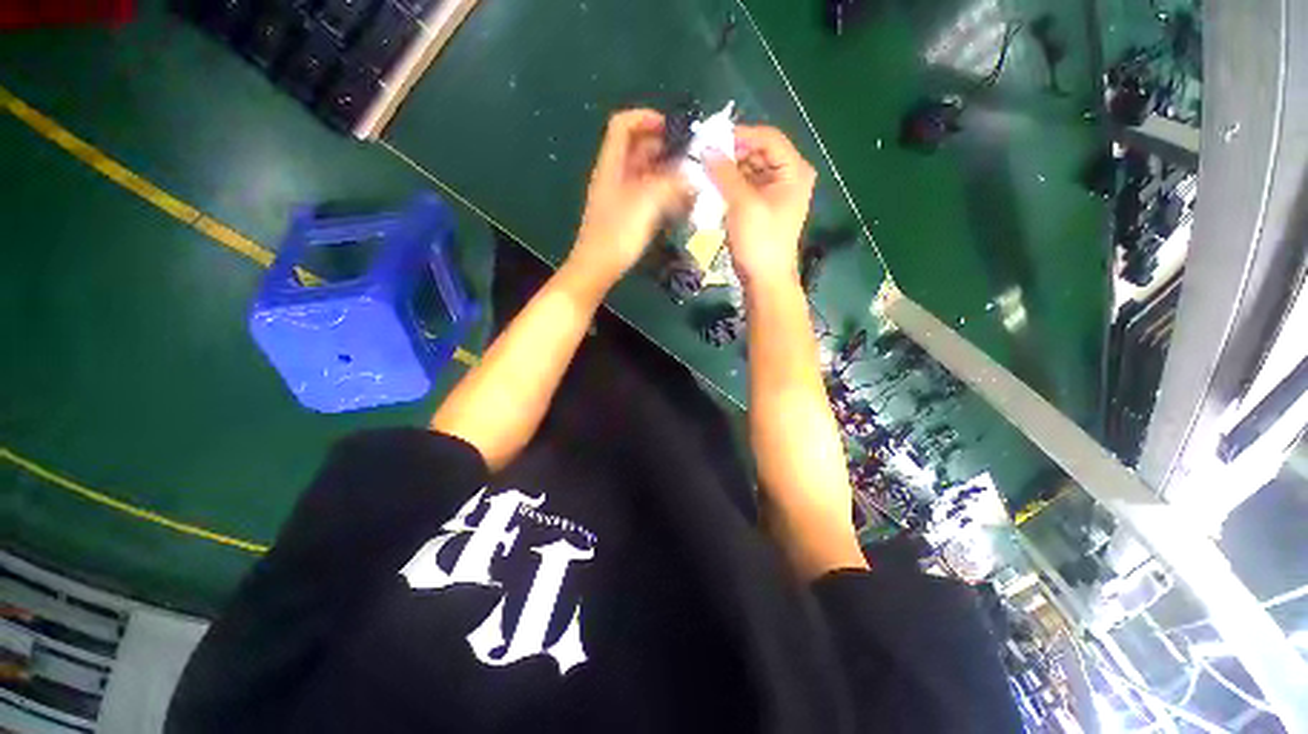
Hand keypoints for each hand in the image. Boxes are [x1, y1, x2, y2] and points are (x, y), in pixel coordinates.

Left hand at [569, 109, 686, 289]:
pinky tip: (678, 204)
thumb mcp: (645, 203)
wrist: (597, 268)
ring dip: (666, 173)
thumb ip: (670, 185)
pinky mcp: (626, 215)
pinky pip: (646, 194)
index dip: (646, 118)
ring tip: (690, 182)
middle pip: (637, 148)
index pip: (623, 125)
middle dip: (664, 148)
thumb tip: (691, 177)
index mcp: (612, 165)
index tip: (673, 130)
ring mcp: (619, 196)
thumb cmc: (617, 234)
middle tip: (690, 159)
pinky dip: (662, 193)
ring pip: (644, 173)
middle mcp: (614, 176)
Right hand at [705, 125, 815, 288]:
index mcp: (793, 170)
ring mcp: (775, 193)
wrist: (764, 279)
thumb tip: (707, 149)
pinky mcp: (763, 207)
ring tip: (704, 174)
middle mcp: (788, 176)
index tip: (711, 140)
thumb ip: (725, 173)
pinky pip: (745, 188)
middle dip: (731, 155)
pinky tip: (712, 189)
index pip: (768, 137)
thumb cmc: (759, 241)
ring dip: (727, 172)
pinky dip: (730, 187)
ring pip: (749, 170)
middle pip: (758, 152)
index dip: (740, 135)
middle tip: (703, 158)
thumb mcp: (742, 204)